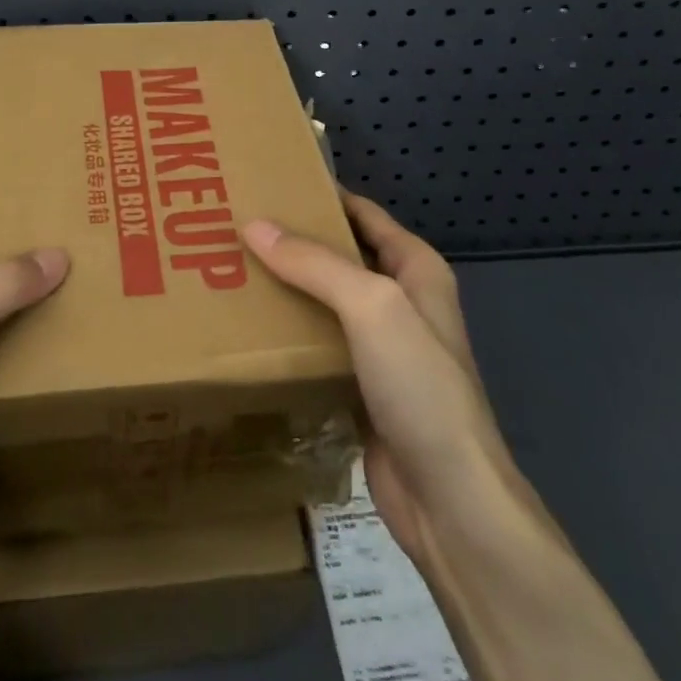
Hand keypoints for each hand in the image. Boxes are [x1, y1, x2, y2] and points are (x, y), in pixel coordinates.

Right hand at [247, 193, 680, 680]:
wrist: (448, 498)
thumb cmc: (420, 385)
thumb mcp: (371, 306)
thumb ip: (314, 263)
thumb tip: (253, 225)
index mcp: (415, 268)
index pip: (362, 213)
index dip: (321, 194)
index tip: (268, 181)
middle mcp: (399, 300)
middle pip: (340, 256)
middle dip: (294, 241)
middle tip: (235, 224)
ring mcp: (382, 348)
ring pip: (325, 302)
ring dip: (287, 288)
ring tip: (231, 269)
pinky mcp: (361, 387)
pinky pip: (319, 346)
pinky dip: (289, 334)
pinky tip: (250, 328)